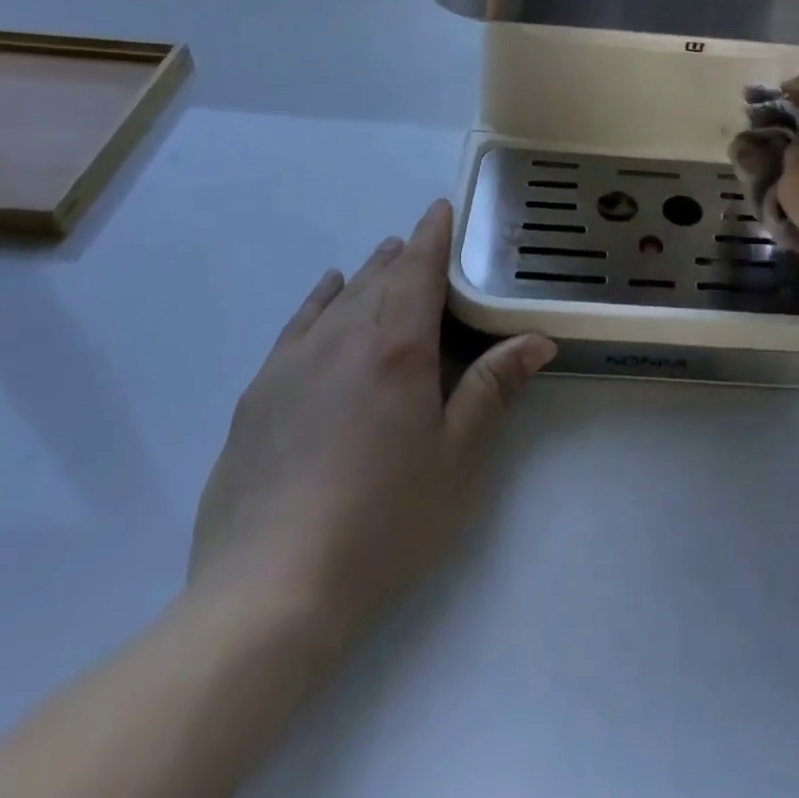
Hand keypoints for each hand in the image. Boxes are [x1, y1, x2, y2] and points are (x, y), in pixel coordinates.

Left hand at [188, 200, 555, 645]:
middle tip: (422, 243)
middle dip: (403, 255)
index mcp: (397, 346)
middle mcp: (343, 338)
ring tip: (384, 259)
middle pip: (378, 278)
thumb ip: (493, 388)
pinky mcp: (260, 393)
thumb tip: (538, 339)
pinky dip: (318, 300)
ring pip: (338, 297)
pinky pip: (297, 325)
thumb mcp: (456, 457)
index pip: (418, 270)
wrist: (270, 589)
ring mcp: (294, 363)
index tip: (441, 208)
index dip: (433, 235)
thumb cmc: (384, 520)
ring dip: (366, 273)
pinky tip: (326, 293)